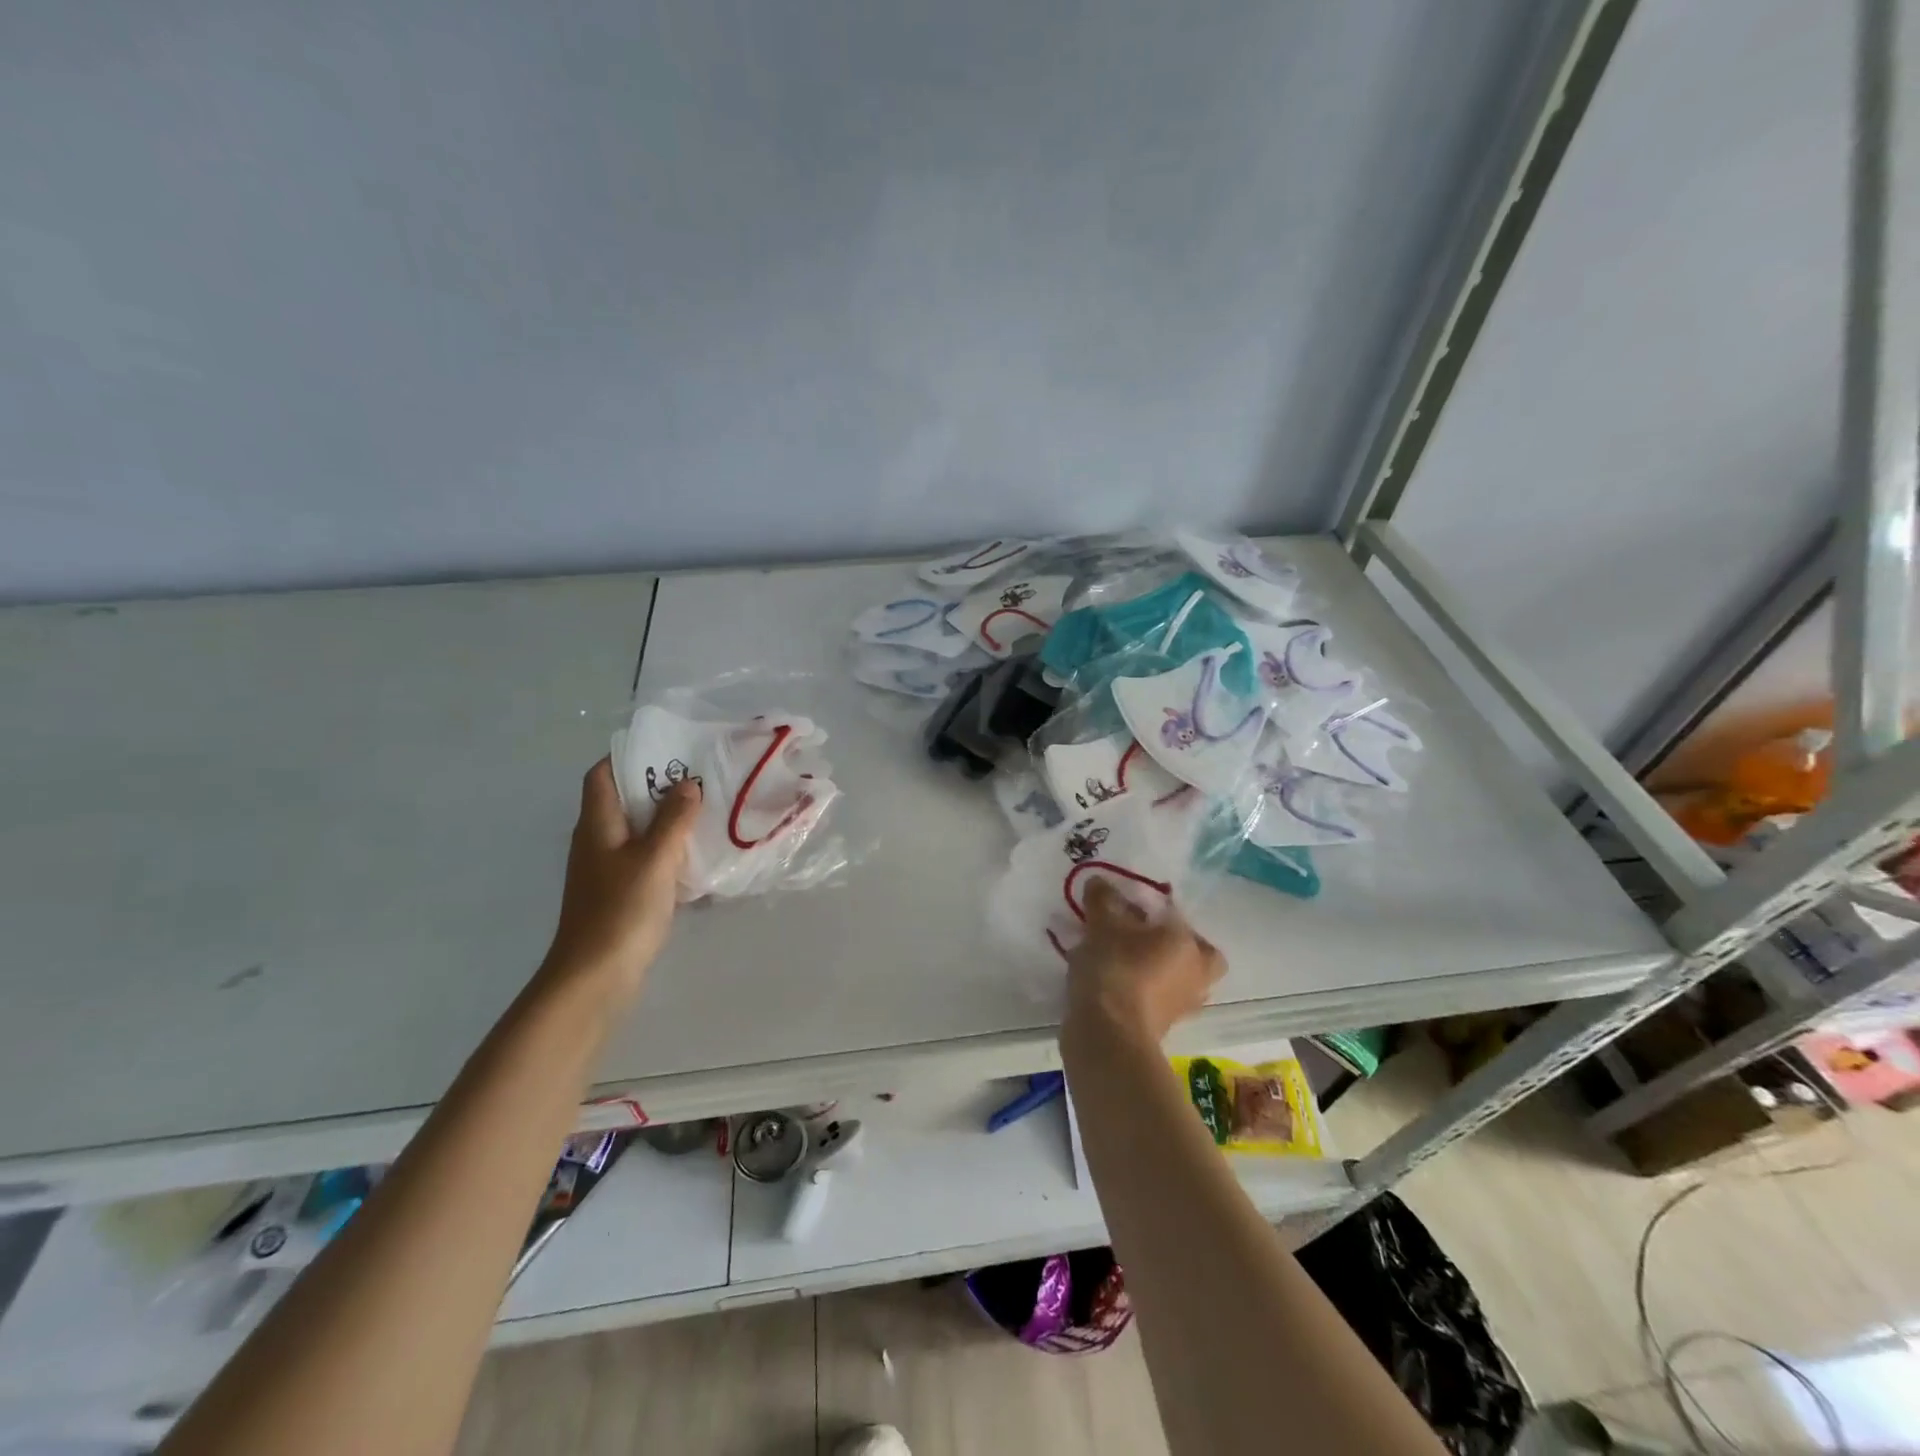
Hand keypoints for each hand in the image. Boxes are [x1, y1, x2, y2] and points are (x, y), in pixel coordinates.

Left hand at [542, 759, 700, 1002]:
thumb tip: (687, 783)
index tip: (668, 750)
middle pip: (623, 801)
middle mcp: (596, 841)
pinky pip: (645, 859)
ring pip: (637, 831)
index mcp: (597, 825)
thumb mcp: (655, 858)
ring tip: (706, 811)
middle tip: (700, 778)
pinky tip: (696, 856)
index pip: (602, 775)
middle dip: (658, 787)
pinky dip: (667, 851)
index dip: (628, 757)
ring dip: (667, 820)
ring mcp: (606, 870)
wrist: (595, 977)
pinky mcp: (619, 894)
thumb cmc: (622, 910)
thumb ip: (673, 819)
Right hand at [1064, 879, 1225, 1047]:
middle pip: (1200, 955)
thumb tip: (1099, 882)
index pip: (1177, 915)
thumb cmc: (1115, 969)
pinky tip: (1114, 983)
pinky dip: (1142, 991)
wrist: (1107, 1035)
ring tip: (1123, 960)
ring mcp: (1182, 1006)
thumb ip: (1102, 899)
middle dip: (1178, 945)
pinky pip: (1158, 1000)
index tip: (1127, 907)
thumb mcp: (1102, 924)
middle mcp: (1195, 974)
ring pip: (1179, 979)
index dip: (1153, 908)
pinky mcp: (1162, 1029)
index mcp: (1188, 944)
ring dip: (1159, 970)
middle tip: (1144, 937)